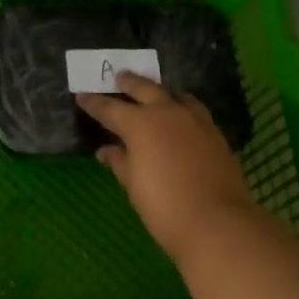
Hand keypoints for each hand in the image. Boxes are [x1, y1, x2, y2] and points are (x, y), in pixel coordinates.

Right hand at [77, 72, 256, 261]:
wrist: (217, 221)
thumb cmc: (164, 206)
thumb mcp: (133, 185)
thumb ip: (119, 162)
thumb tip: (106, 150)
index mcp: (140, 124)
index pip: (110, 108)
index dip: (94, 103)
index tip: (82, 96)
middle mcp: (167, 113)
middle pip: (145, 89)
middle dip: (129, 83)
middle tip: (119, 76)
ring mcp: (195, 120)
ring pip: (175, 95)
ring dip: (160, 91)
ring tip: (154, 91)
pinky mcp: (215, 133)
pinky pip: (194, 109)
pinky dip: (182, 106)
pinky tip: (180, 116)